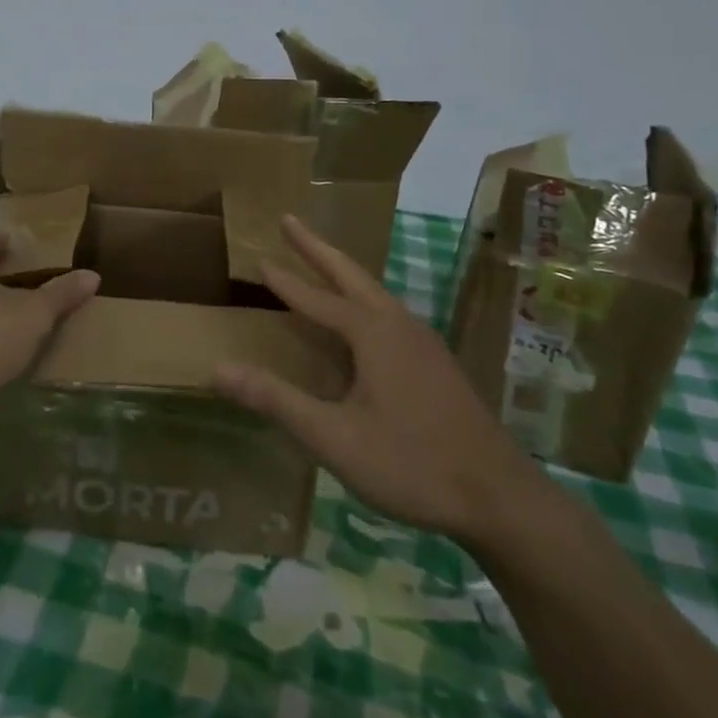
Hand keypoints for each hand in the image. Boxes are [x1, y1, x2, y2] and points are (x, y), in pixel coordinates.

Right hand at [208, 215, 537, 543]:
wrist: (501, 498)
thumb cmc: (412, 464)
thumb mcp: (333, 437)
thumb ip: (275, 400)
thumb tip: (216, 368)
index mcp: (373, 334)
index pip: (317, 298)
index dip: (285, 280)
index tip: (258, 257)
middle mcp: (399, 325)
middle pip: (351, 275)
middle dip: (317, 247)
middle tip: (289, 220)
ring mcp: (425, 343)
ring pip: (375, 292)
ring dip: (342, 272)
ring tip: (319, 262)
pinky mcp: (438, 364)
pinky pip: (389, 314)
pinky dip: (362, 299)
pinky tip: (361, 321)